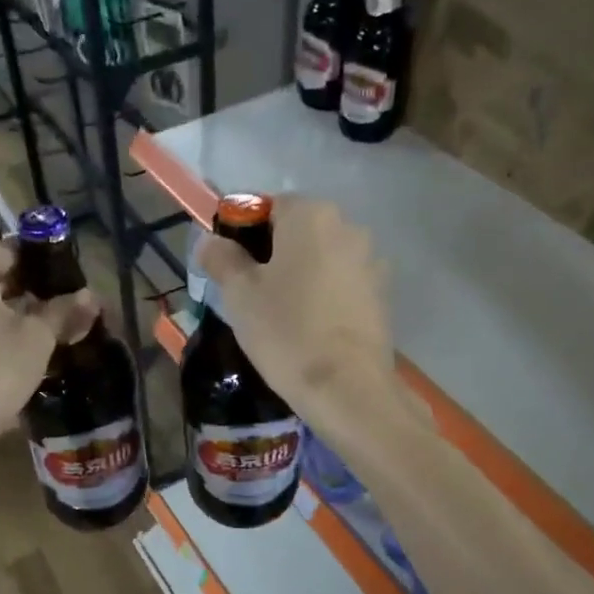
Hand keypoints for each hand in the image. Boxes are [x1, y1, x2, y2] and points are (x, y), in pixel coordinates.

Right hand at [198, 196, 399, 417]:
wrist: (347, 387)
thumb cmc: (286, 331)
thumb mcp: (239, 294)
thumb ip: (221, 258)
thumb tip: (211, 241)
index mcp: (311, 215)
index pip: (268, 206)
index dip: (243, 232)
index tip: (229, 265)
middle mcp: (348, 226)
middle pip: (298, 230)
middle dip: (273, 252)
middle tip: (250, 290)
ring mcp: (371, 260)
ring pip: (322, 257)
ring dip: (301, 273)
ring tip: (281, 311)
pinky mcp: (383, 293)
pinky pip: (342, 282)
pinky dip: (324, 293)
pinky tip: (310, 324)